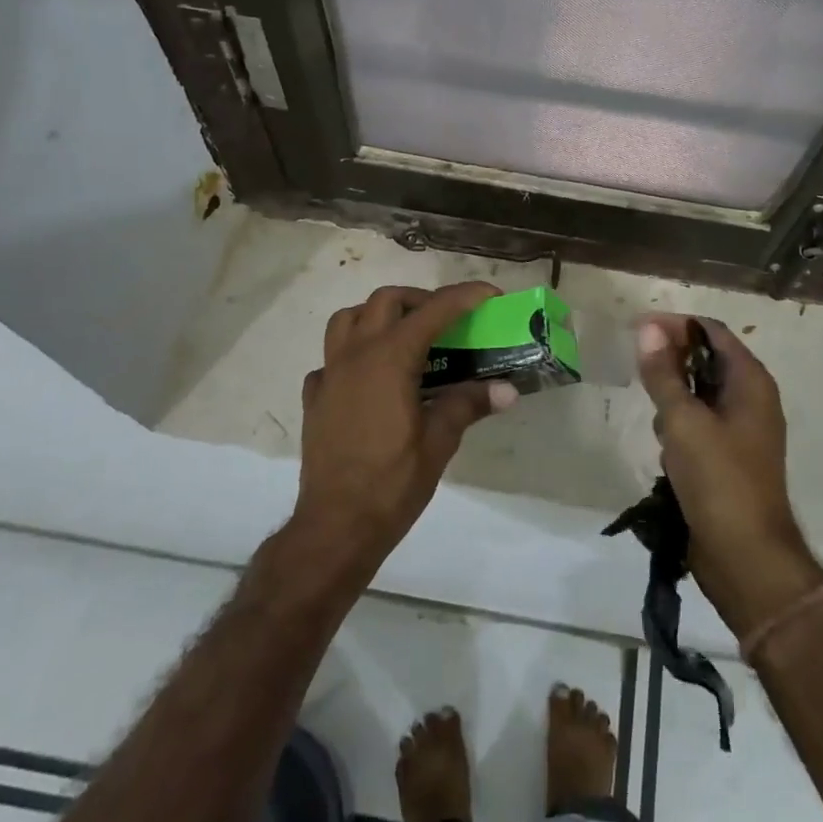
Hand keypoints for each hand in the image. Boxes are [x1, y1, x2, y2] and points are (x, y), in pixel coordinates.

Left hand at [293, 282, 516, 559]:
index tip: (489, 295)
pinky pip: (331, 358)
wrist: (335, 526)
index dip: (464, 297)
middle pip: (385, 301)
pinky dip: (353, 353)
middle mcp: (356, 354)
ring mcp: (329, 374)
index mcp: (389, 358)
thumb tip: (507, 389)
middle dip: (420, 300)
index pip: (433, 311)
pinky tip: (370, 379)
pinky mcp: (315, 397)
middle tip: (446, 321)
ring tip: (404, 337)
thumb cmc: (391, 482)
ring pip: (348, 319)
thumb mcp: (439, 442)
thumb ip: (469, 404)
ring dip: (378, 316)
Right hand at [635, 314, 822, 636]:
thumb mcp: (683, 421)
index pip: (712, 332)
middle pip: (706, 361)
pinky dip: (679, 429)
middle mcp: (751, 400)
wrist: (745, 559)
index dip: (675, 325)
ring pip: (698, 395)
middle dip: (671, 364)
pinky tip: (665, 452)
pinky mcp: (728, 458)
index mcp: (751, 382)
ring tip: (657, 423)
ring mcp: (741, 431)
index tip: (637, 330)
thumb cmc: (718, 480)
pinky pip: (698, 426)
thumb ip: (663, 373)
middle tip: (638, 374)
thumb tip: (648, 328)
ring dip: (673, 400)